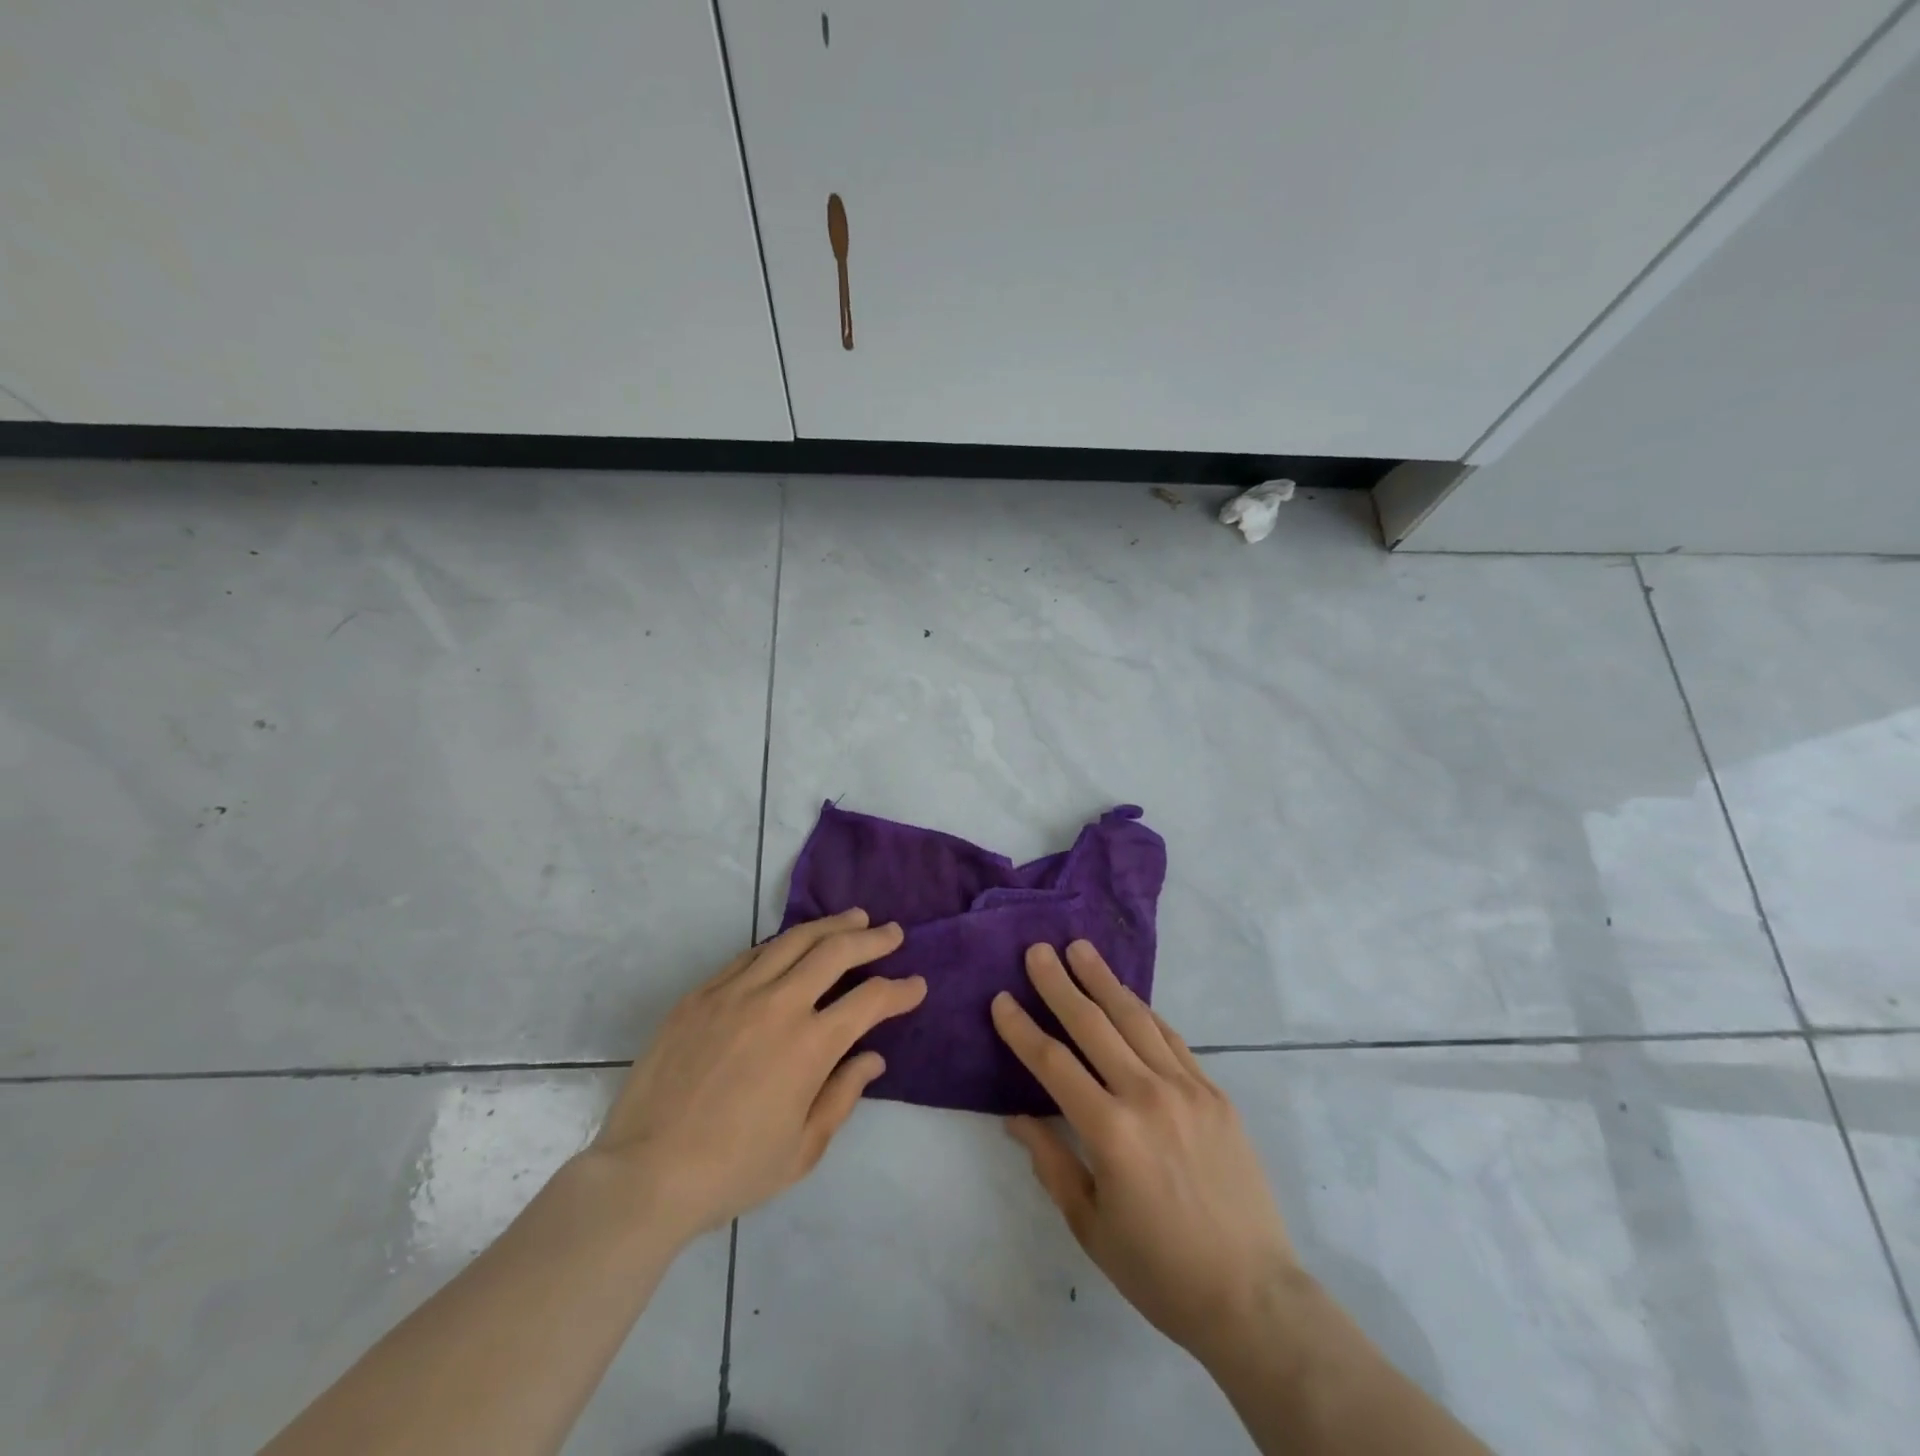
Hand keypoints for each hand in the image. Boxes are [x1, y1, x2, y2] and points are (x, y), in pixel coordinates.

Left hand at [588, 909, 924, 1245]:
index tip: (916, 985)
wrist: (644, 1174)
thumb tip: (873, 1057)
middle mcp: (778, 1005)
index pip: (870, 1000)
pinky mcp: (701, 994)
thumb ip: (843, 1095)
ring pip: (793, 940)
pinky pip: (750, 955)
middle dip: (872, 938)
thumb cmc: (732, 1171)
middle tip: (892, 932)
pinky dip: (781, 944)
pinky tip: (792, 945)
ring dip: (830, 926)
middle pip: (836, 951)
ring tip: (853, 919)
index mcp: (810, 1046)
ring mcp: (735, 992)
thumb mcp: (802, 1150)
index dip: (901, 990)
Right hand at [991, 941, 1298, 1363]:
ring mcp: (1187, 1089)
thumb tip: (1017, 1116)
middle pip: (1092, 1025)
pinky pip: (1172, 1040)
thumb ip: (1051, 1161)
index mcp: (1109, 1131)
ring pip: (1135, 1019)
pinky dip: (1145, 1012)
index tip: (1001, 999)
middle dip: (1059, 984)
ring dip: (1103, 981)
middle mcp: (1146, 1096)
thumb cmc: (1159, 1270)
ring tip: (1080, 949)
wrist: (1252, 1296)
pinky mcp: (1215, 1094)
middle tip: (1038, 950)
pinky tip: (1128, 996)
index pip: (1052, 1063)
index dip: (1022, 1028)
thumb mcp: (1090, 1224)